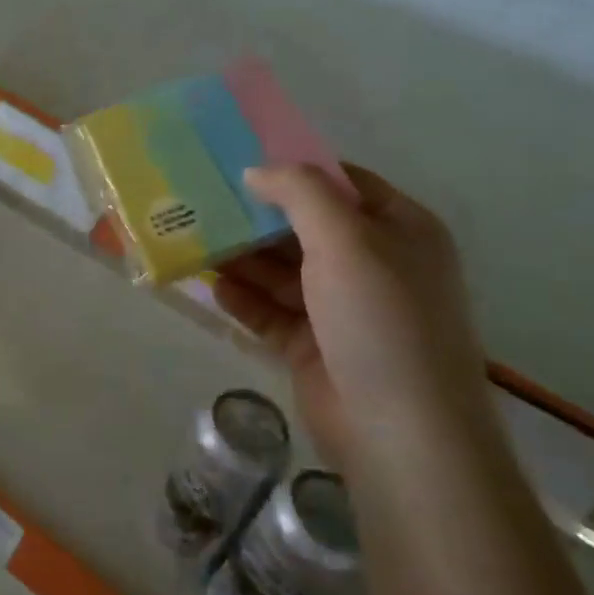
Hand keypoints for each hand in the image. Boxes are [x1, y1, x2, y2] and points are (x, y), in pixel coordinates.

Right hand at [214, 163, 495, 470]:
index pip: (341, 184)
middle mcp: (373, 264)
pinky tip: (211, 287)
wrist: (399, 430)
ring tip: (194, 242)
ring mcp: (342, 309)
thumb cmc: (380, 319)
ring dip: (243, 259)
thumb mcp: (346, 240)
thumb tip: (256, 170)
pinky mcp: (313, 347)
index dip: (293, 172)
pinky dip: (244, 299)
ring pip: (283, 272)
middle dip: (257, 218)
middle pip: (305, 228)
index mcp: (399, 229)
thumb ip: (300, 194)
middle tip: (203, 203)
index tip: (238, 164)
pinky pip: (272, 312)